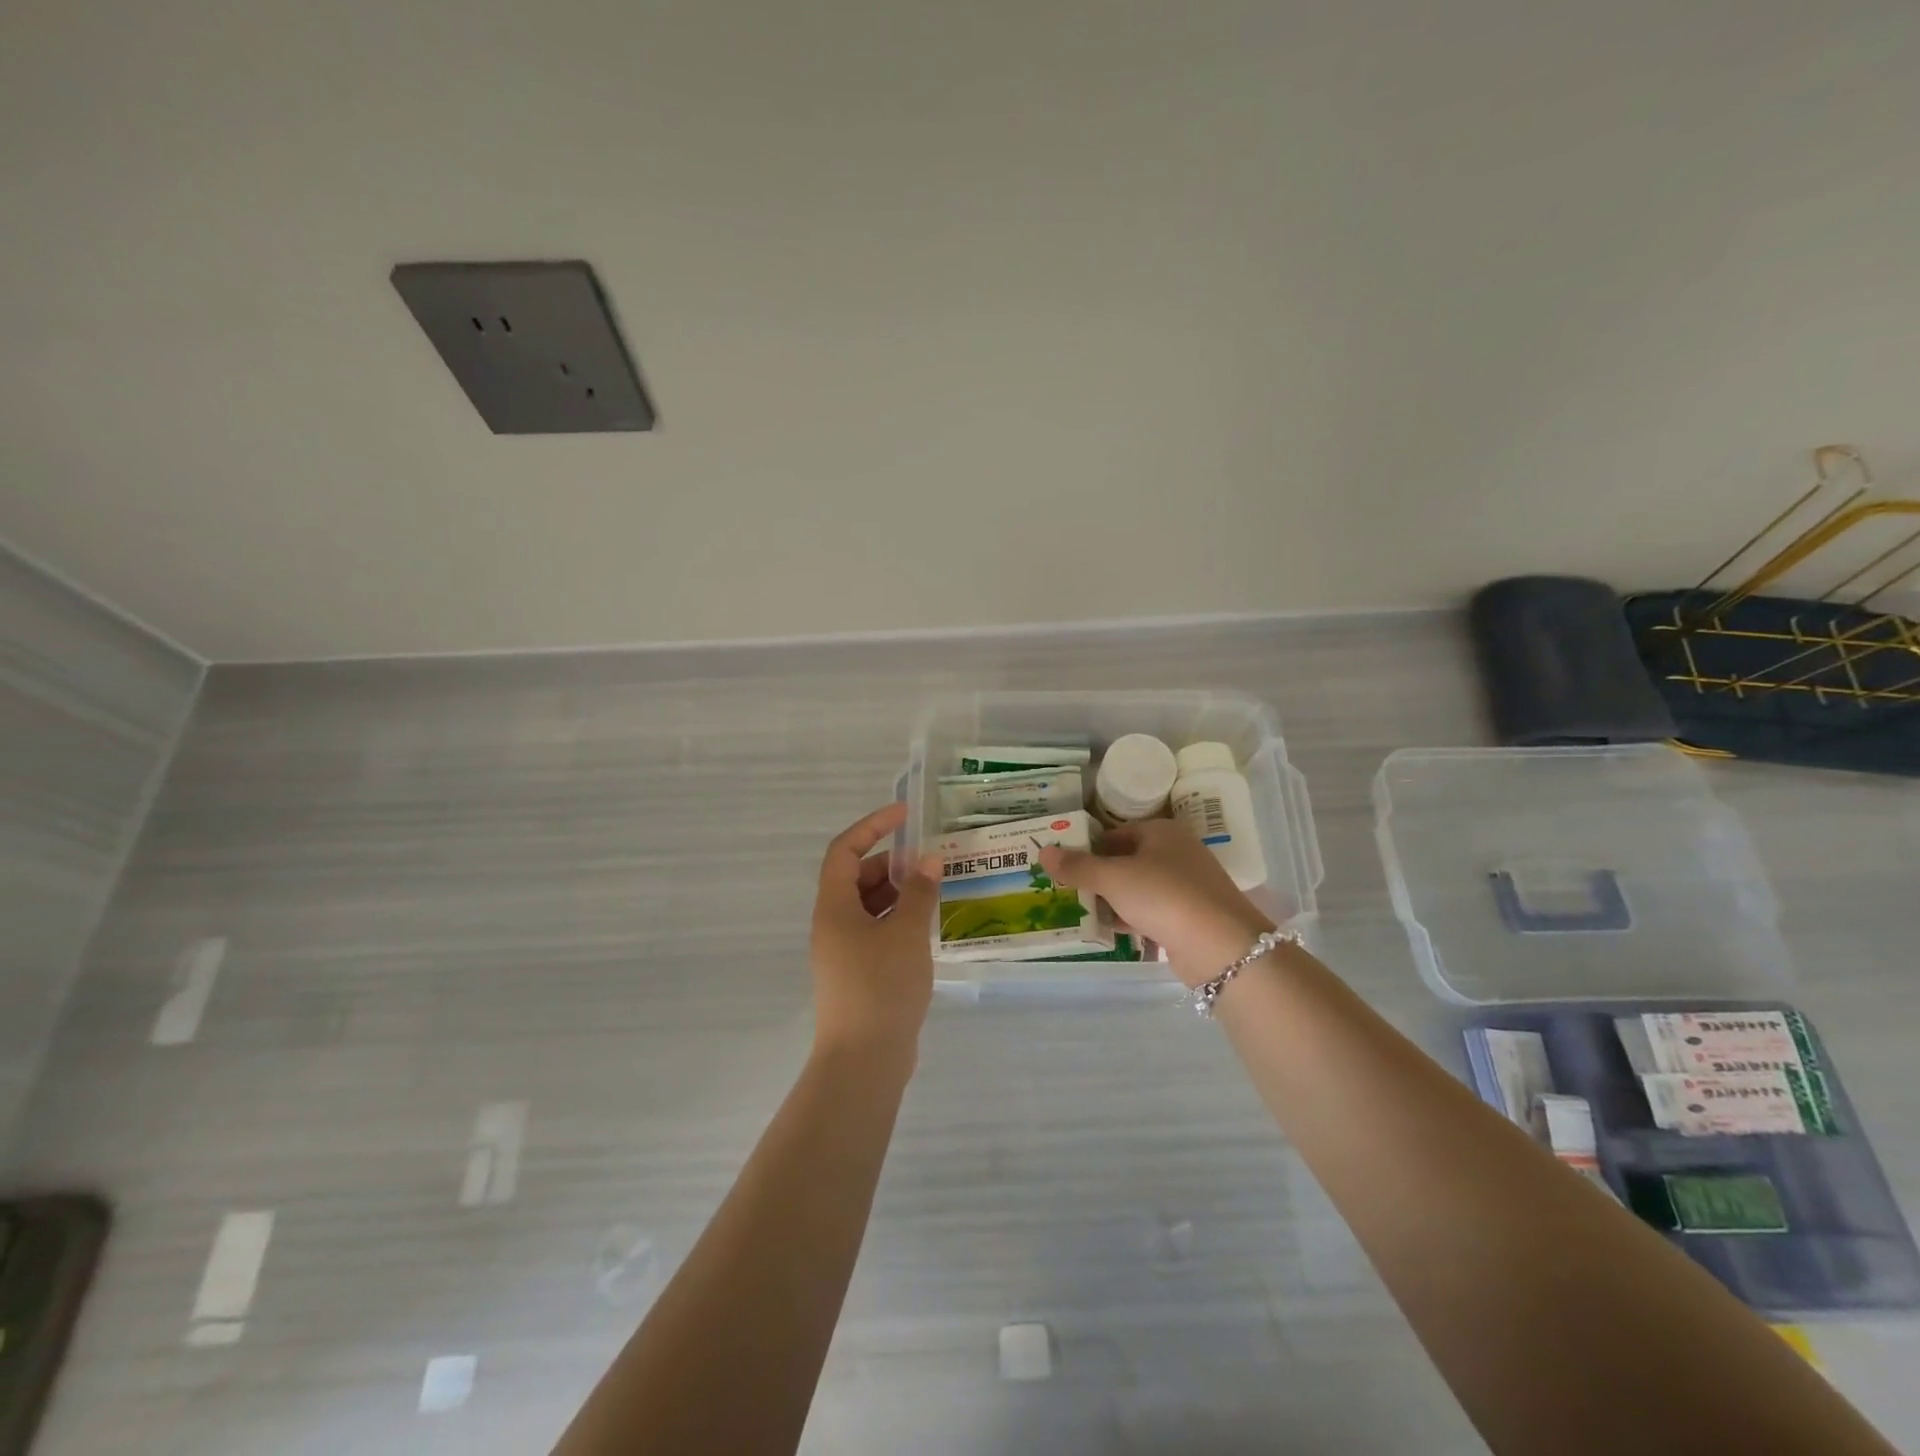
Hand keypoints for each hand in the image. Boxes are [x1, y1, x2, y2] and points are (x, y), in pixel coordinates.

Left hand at [810, 803, 940, 1066]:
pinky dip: (898, 921)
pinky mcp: (857, 974)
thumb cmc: (882, 987)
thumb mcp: (907, 933)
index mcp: (833, 907)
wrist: (864, 1061)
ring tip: (934, 891)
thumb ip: (919, 892)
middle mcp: (832, 924)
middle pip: (856, 878)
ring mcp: (843, 952)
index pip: (844, 851)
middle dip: (891, 863)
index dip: (871, 826)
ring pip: (868, 907)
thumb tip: (928, 860)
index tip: (904, 815)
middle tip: (929, 861)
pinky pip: (876, 932)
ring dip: (898, 893)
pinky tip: (926, 927)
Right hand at [1039, 819, 1273, 987]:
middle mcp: (1176, 853)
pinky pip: (1149, 913)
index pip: (1114, 833)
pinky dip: (1128, 919)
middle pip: (1125, 861)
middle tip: (1062, 889)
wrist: (1220, 946)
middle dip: (1096, 877)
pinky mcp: (1188, 918)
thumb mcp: (1113, 878)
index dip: (1087, 847)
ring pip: (1136, 889)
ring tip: (1076, 912)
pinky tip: (1105, 931)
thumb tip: (1043, 852)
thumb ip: (1078, 866)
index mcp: (1161, 832)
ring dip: (1110, 901)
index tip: (1061, 865)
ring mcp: (1184, 887)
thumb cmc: (1164, 896)